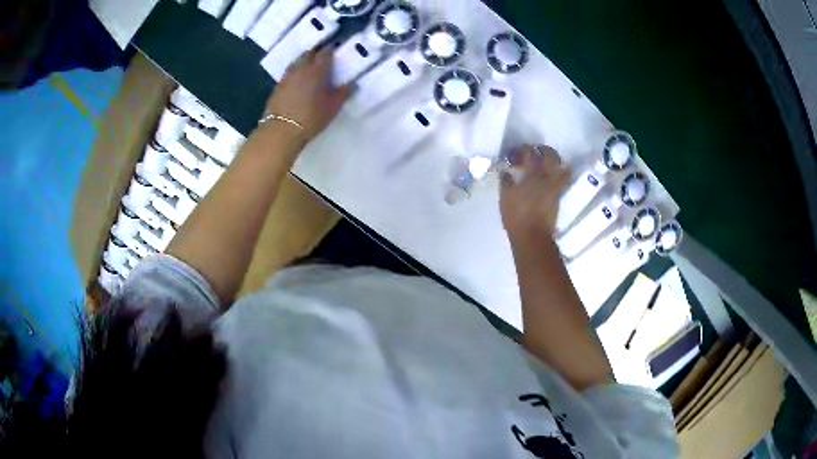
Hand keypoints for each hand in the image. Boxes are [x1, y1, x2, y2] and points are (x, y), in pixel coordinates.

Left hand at [262, 48, 350, 142]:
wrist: (282, 131)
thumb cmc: (311, 118)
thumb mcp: (333, 107)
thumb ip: (342, 93)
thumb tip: (349, 84)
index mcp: (317, 70)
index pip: (325, 53)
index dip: (331, 50)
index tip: (335, 52)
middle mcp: (301, 68)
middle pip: (309, 54)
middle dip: (316, 54)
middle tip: (322, 60)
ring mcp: (287, 76)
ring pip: (297, 62)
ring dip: (304, 62)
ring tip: (310, 69)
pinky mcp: (278, 86)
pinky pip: (289, 73)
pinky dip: (295, 73)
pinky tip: (298, 82)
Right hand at [500, 145, 570, 243]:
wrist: (532, 236)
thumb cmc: (516, 216)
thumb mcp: (505, 197)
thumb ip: (506, 181)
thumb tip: (505, 171)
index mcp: (533, 175)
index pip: (530, 153)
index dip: (525, 148)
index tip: (519, 150)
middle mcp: (547, 178)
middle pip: (551, 156)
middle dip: (545, 150)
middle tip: (538, 151)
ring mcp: (555, 188)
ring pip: (562, 169)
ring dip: (557, 163)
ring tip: (549, 164)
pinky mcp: (558, 198)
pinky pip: (563, 182)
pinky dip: (560, 176)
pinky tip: (551, 178)